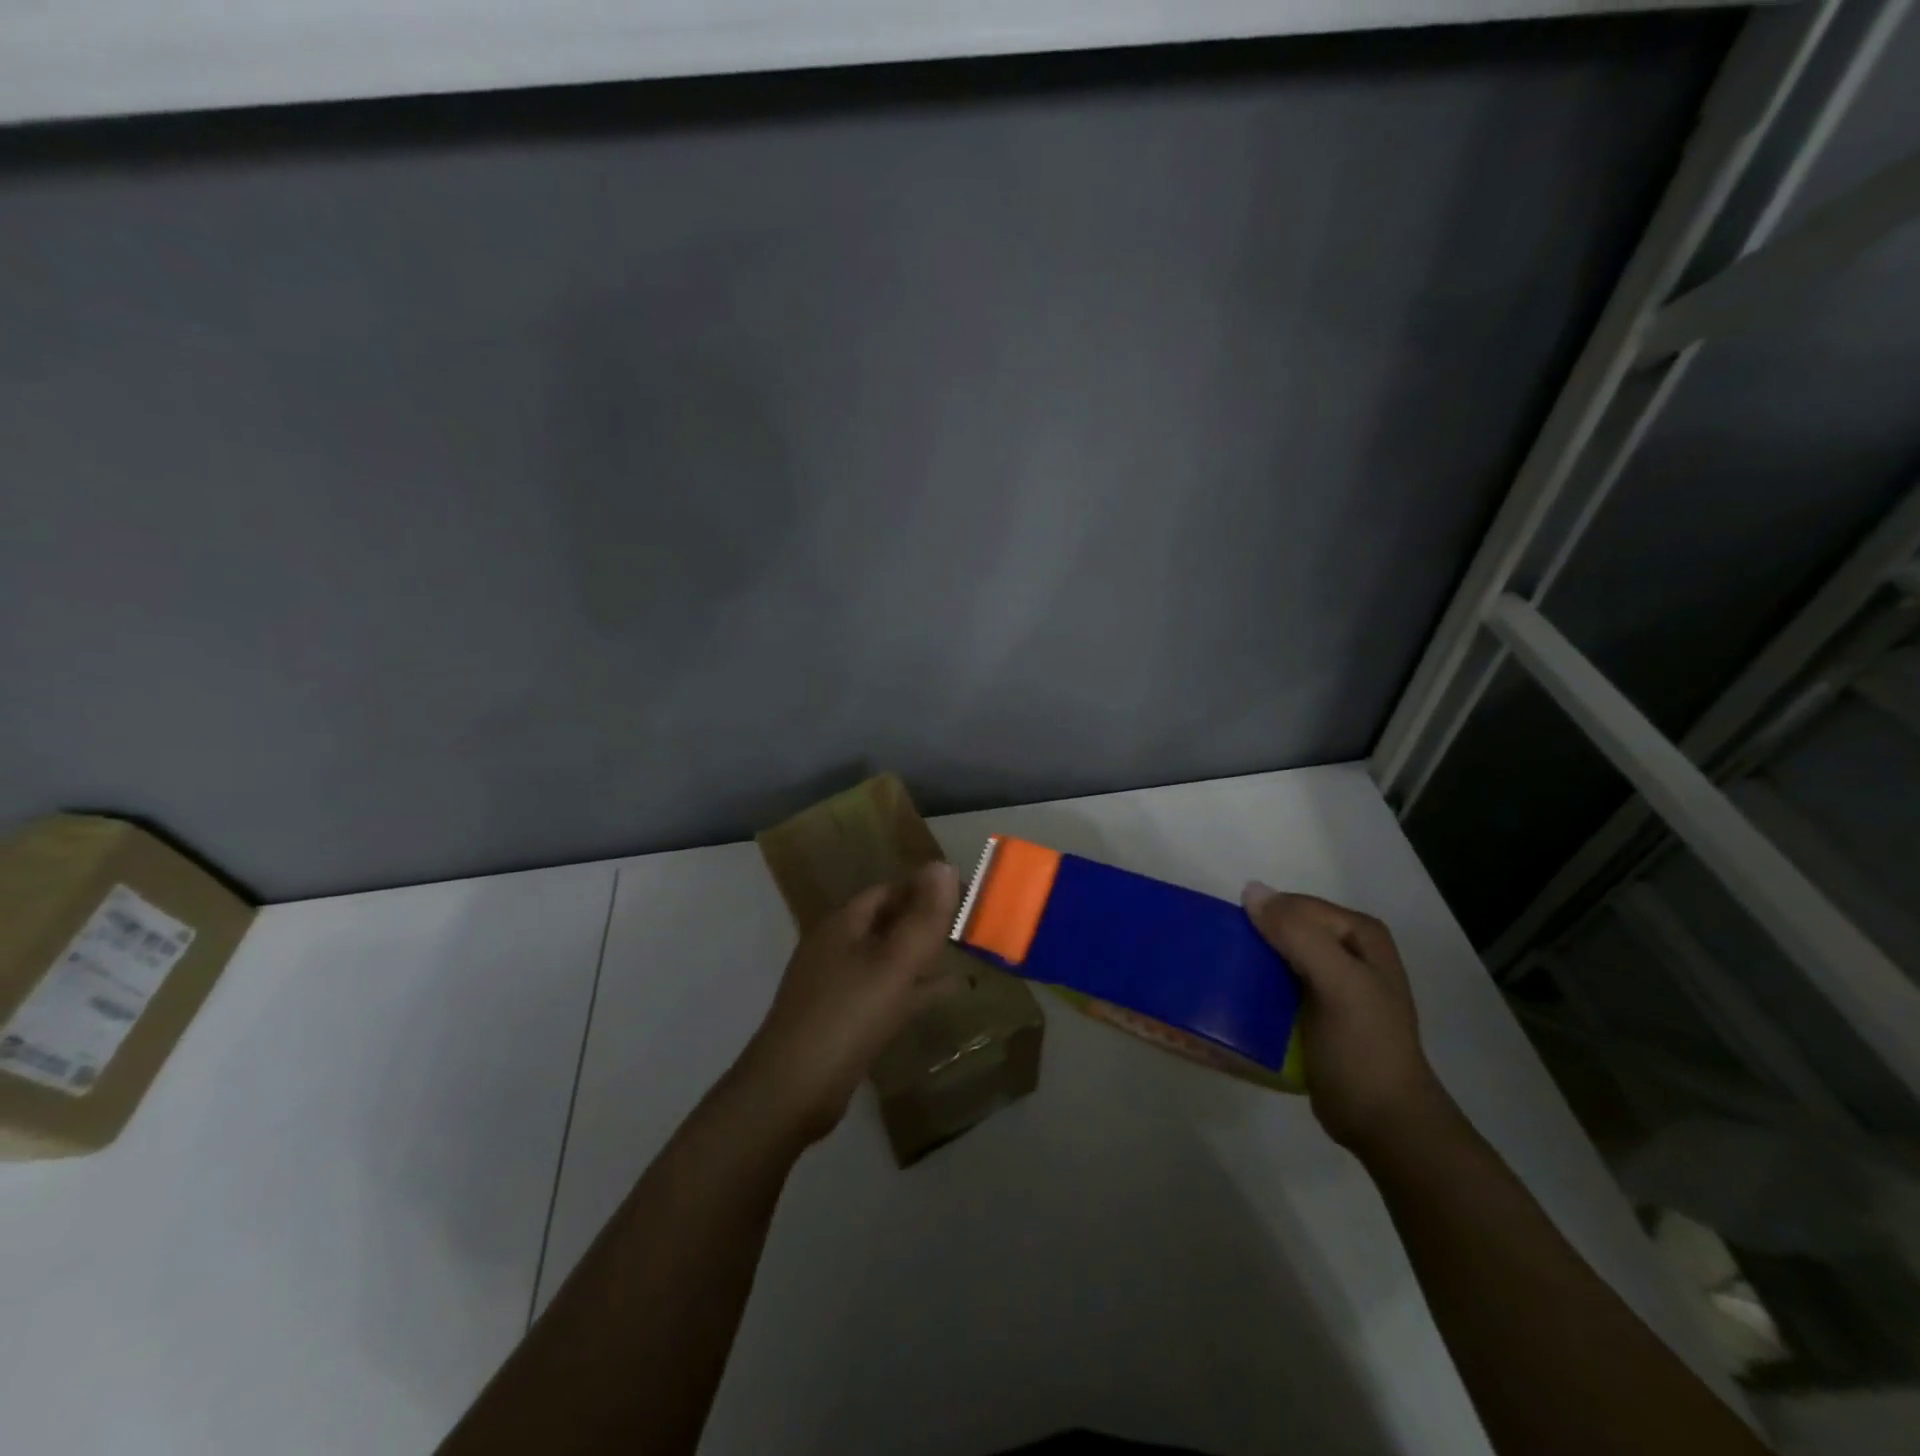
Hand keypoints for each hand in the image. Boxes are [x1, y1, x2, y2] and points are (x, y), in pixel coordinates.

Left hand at [736, 862, 963, 1145]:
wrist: (791, 1091)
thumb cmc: (846, 1016)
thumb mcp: (894, 963)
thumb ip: (924, 917)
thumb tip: (945, 865)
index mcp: (843, 925)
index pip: (888, 890)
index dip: (924, 887)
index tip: (964, 892)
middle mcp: (837, 947)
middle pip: (887, 922)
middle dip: (925, 921)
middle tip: (969, 923)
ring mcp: (837, 985)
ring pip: (887, 958)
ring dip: (922, 954)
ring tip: (964, 953)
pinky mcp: (843, 1019)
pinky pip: (885, 992)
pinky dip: (914, 988)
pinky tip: (944, 993)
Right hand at [1241, 884, 1445, 1155]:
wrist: (1383, 1124)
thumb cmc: (1364, 1049)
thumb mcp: (1339, 985)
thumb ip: (1299, 936)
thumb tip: (1250, 892)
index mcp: (1359, 935)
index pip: (1295, 906)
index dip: (1263, 918)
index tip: (1229, 940)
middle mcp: (1345, 951)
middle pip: (1284, 929)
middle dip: (1251, 940)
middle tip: (1218, 959)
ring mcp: (1328, 983)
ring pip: (1274, 957)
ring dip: (1247, 965)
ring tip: (1216, 979)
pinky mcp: (1310, 1012)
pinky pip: (1273, 986)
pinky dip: (1253, 990)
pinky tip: (1232, 1002)